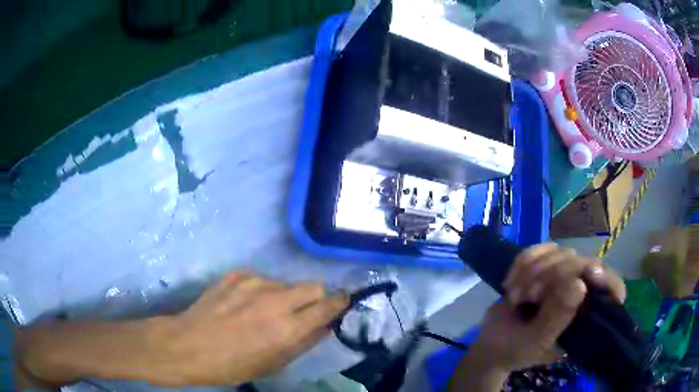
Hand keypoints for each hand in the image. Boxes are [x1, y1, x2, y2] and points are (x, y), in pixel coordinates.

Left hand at [149, 271, 348, 385]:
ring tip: (265, 312)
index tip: (343, 304)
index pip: (327, 306)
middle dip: (316, 298)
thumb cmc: (231, 365)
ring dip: (285, 296)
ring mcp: (252, 283)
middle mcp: (274, 300)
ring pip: (285, 283)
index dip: (340, 303)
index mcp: (286, 327)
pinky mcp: (235, 275)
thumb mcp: (273, 364)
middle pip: (313, 286)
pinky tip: (244, 303)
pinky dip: (261, 290)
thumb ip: (304, 342)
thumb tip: (324, 326)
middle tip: (303, 313)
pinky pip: (261, 278)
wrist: (187, 346)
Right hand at [476, 244, 625, 372]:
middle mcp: (581, 295)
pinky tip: (511, 280)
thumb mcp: (535, 341)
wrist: (489, 343)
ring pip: (563, 253)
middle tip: (529, 295)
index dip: (607, 280)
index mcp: (585, 318)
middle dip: (553, 275)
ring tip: (515, 295)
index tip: (591, 273)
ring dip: (534, 270)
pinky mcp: (546, 267)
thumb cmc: (513, 350)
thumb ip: (558, 317)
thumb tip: (581, 284)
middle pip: (585, 264)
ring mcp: (564, 279)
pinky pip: (543, 249)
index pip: (612, 291)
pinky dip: (525, 260)